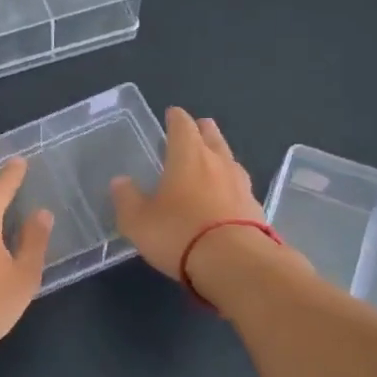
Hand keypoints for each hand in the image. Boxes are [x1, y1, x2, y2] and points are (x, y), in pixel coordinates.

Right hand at [110, 107, 267, 281]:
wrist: (235, 263)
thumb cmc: (179, 233)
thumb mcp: (138, 220)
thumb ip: (127, 199)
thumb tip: (120, 181)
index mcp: (188, 156)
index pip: (182, 126)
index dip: (176, 118)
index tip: (172, 113)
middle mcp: (217, 162)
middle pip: (212, 137)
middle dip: (203, 130)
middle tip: (197, 128)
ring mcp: (241, 185)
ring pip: (230, 160)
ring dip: (220, 156)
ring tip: (213, 159)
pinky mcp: (256, 209)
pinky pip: (240, 188)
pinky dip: (230, 186)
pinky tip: (226, 196)